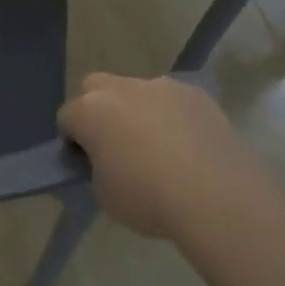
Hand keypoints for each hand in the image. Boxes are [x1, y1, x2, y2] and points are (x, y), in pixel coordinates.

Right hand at [58, 73, 251, 238]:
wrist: (217, 196)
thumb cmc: (149, 199)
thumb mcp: (105, 196)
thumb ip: (95, 171)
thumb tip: (103, 163)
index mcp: (90, 111)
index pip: (67, 117)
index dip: (73, 140)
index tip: (86, 162)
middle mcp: (121, 88)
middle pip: (96, 88)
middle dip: (100, 109)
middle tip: (116, 144)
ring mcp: (161, 86)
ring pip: (138, 91)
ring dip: (139, 111)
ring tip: (160, 148)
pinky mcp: (196, 93)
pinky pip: (173, 101)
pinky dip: (173, 116)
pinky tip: (189, 146)